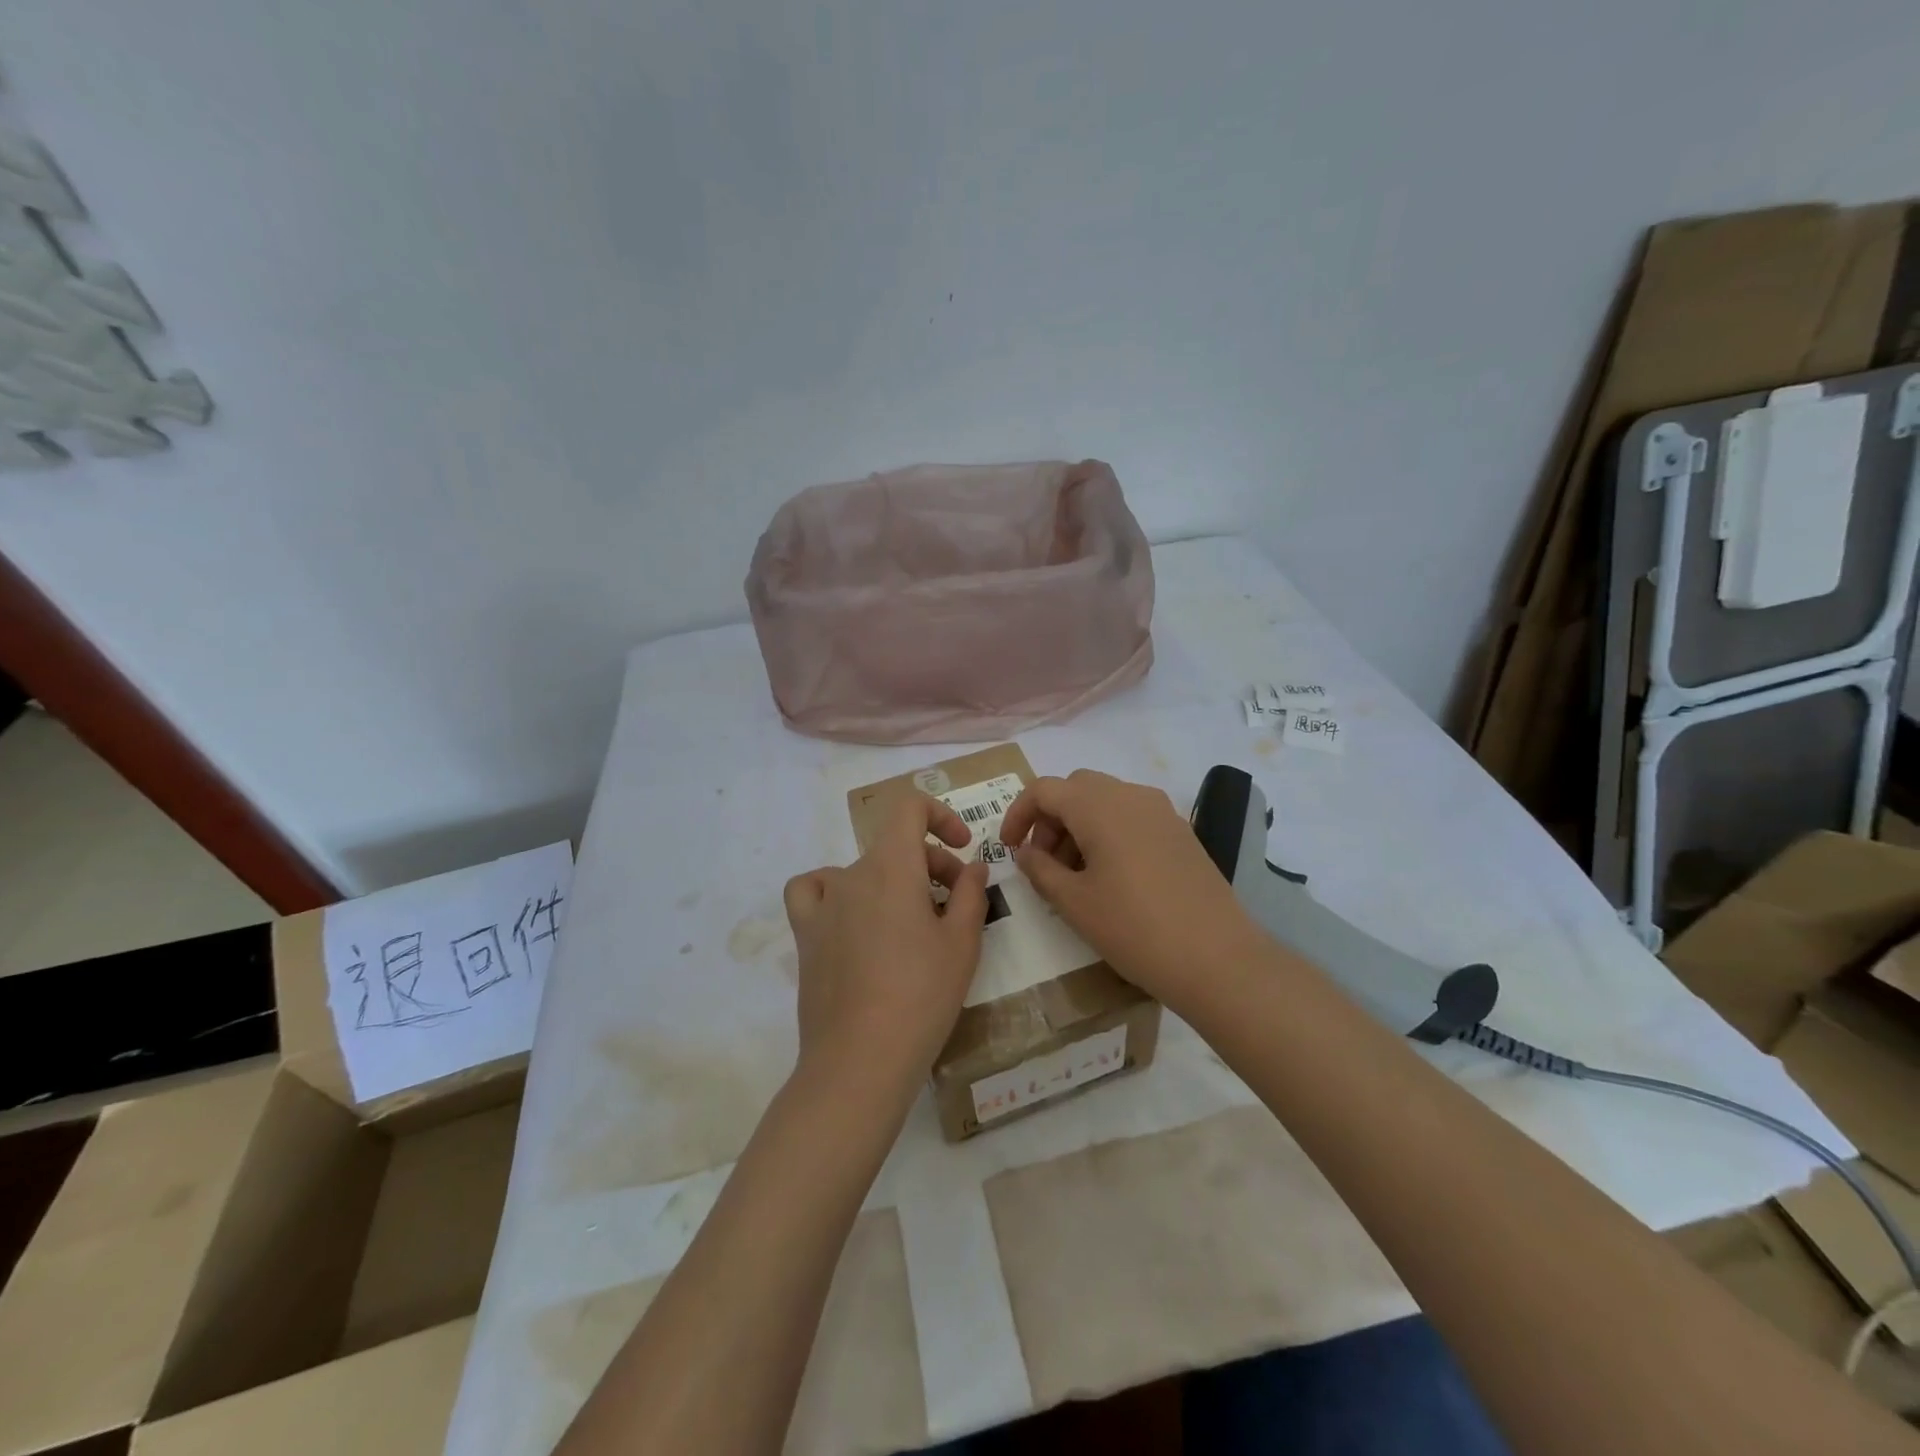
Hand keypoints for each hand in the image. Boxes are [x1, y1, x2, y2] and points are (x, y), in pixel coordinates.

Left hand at [782, 792, 989, 1113]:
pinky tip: (852, 915)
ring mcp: (824, 906)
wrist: (860, 1059)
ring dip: (894, 881)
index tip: (963, 848)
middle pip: (894, 847)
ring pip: (864, 871)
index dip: (940, 815)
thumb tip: (973, 867)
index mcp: (891, 867)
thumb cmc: (921, 996)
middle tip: (957, 903)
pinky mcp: (806, 936)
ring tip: (913, 919)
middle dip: (932, 864)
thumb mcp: (961, 943)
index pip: (908, 808)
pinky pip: (814, 892)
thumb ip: (970, 894)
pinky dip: (834, 891)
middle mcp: (852, 875)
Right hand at [998, 769, 1258, 1007]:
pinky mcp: (1181, 832)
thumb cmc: (1134, 928)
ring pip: (1106, 801)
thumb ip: (1040, 869)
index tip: (1009, 849)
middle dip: (1051, 818)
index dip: (1018, 814)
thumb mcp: (1074, 903)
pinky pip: (1132, 816)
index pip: (1044, 789)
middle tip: (1043, 861)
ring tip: (1075, 875)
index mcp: (1099, 806)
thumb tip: (1025, 851)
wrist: (1217, 959)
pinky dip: (1109, 832)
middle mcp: (1131, 796)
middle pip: (1076, 788)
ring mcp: (1161, 812)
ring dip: (1079, 825)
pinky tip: (1111, 876)